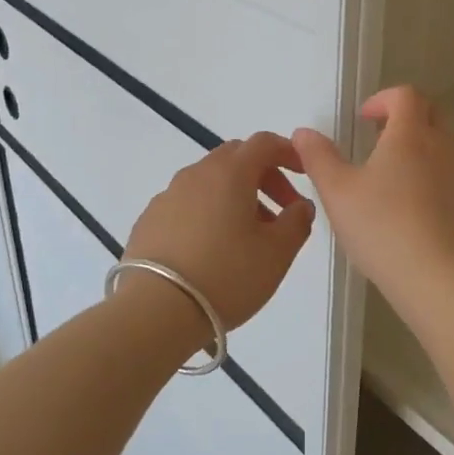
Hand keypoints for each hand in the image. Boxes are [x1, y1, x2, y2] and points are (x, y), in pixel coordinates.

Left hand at [121, 132, 315, 331]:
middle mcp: (196, 174)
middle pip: (236, 158)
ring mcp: (167, 196)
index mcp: (230, 173)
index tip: (304, 172)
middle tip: (281, 210)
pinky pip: (187, 204)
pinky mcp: (149, 220)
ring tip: (248, 236)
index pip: (264, 143)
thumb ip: (297, 222)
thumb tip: (300, 206)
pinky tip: (212, 249)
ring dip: (236, 197)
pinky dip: (208, 213)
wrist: (155, 311)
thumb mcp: (277, 253)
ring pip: (210, 182)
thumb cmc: (227, 276)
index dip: (288, 152)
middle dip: (264, 176)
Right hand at [292, 86, 453, 298]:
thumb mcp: (337, 193)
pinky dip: (441, 180)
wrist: (440, 279)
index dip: (384, 99)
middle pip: (432, 115)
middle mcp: (446, 146)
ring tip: (399, 179)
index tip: (365, 119)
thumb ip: (318, 158)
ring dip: (425, 149)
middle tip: (381, 143)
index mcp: (411, 135)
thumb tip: (304, 133)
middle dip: (407, 120)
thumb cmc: (383, 229)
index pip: (405, 96)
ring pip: (449, 147)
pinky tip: (422, 212)